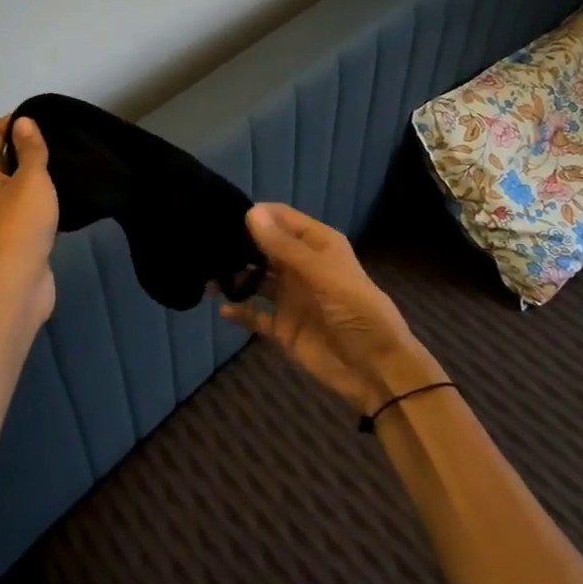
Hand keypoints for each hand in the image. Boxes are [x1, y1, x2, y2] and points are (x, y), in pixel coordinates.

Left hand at [0, 115, 58, 329]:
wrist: (17, 281)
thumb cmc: (21, 224)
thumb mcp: (31, 179)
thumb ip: (30, 148)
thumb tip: (24, 122)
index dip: (15, 121)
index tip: (47, 121)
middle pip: (0, 153)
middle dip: (27, 144)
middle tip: (60, 139)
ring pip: (14, 178)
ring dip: (35, 170)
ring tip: (64, 162)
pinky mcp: (12, 228)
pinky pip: (24, 199)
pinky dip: (39, 193)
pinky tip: (62, 191)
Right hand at [222, 202, 444, 417]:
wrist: (377, 371)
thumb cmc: (357, 312)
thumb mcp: (322, 274)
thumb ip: (284, 247)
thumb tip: (249, 212)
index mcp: (317, 245)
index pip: (281, 218)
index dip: (256, 214)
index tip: (223, 214)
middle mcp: (300, 266)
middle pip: (263, 247)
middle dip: (238, 243)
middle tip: (205, 243)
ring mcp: (290, 297)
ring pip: (255, 279)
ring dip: (234, 276)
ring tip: (207, 274)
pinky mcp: (282, 328)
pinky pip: (254, 315)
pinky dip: (238, 311)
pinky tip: (221, 308)